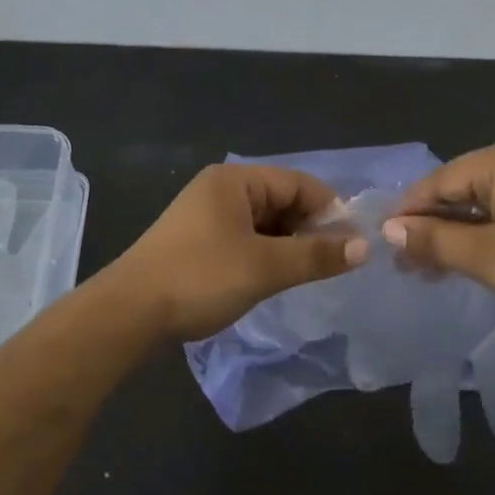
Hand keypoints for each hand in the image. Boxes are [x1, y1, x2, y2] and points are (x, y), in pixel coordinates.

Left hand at [110, 163, 365, 341]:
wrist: (129, 313)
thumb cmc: (201, 278)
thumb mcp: (265, 267)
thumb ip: (317, 255)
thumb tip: (365, 247)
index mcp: (235, 181)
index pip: (298, 183)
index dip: (330, 210)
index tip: (353, 244)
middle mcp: (220, 190)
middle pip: (281, 200)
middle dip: (310, 229)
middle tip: (333, 264)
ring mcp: (205, 216)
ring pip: (264, 223)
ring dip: (289, 245)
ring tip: (308, 274)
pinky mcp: (197, 242)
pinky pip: (245, 239)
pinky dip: (266, 255)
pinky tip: (275, 279)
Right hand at [383, 137, 494, 333]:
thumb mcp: (486, 257)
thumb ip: (433, 239)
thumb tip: (388, 228)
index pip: (437, 181)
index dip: (406, 214)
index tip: (381, 246)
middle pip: (460, 189)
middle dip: (431, 226)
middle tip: (405, 265)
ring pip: (484, 202)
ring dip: (456, 234)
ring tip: (431, 269)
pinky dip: (485, 233)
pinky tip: (470, 259)